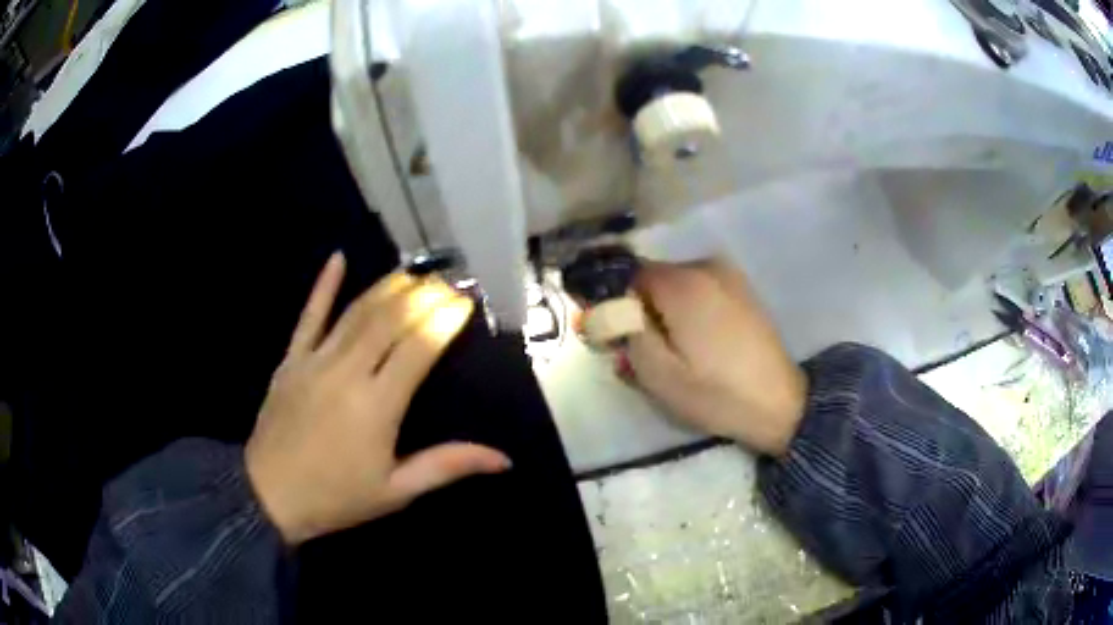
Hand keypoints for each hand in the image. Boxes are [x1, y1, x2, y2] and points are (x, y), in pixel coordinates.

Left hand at [246, 253, 510, 544]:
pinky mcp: (291, 360)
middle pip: (390, 321)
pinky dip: (324, 285)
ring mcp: (315, 361)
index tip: (464, 302)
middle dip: (422, 296)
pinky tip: (338, 258)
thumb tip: (503, 459)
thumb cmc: (336, 497)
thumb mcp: (397, 491)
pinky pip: (309, 315)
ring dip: (387, 287)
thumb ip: (447, 466)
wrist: (268, 496)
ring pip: (355, 312)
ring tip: (414, 272)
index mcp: (377, 407)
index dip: (443, 321)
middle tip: (447, 282)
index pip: (417, 349)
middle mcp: (347, 373)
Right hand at [615, 259, 806, 455]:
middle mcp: (705, 266)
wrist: (779, 403)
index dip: (620, 305)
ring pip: (679, 284)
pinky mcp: (743, 289)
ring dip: (668, 309)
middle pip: (655, 278)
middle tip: (647, 349)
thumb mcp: (658, 375)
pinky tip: (701, 341)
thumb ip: (628, 335)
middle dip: (644, 308)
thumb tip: (612, 310)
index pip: (630, 276)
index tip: (623, 337)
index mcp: (682, 284)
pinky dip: (692, 308)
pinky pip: (702, 289)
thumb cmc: (715, 393)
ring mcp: (729, 274)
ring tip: (677, 349)